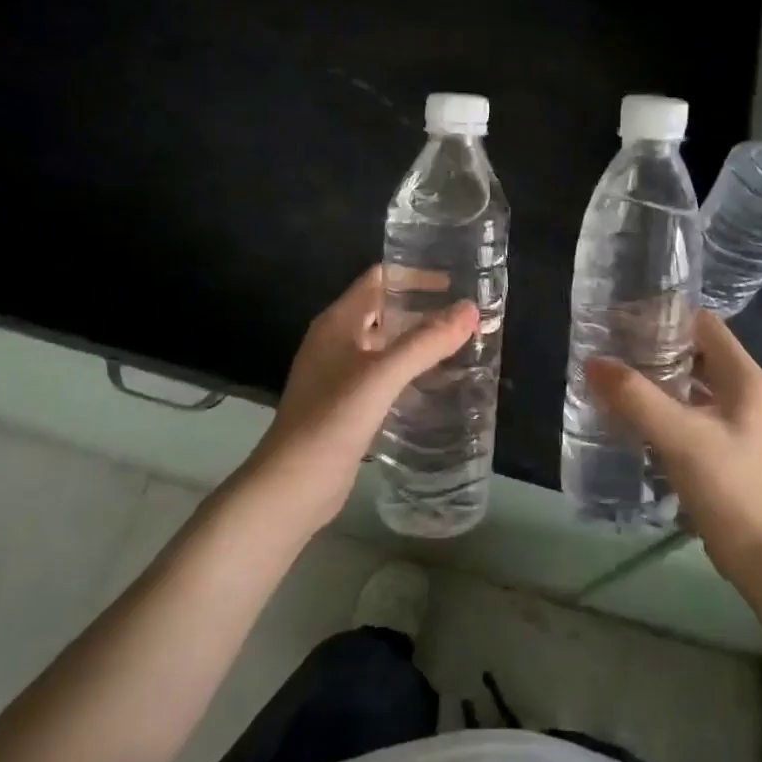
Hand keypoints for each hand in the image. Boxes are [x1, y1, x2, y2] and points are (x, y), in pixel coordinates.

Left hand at [242, 266, 479, 534]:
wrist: (291, 487)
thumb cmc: (331, 420)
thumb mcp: (382, 376)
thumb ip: (426, 341)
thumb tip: (470, 309)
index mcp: (338, 322)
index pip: (379, 278)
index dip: (414, 273)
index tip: (456, 279)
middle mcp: (336, 341)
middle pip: (384, 310)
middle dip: (423, 308)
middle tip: (467, 314)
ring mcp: (339, 374)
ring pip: (386, 345)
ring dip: (418, 341)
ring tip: (462, 344)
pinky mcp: (347, 405)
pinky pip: (384, 375)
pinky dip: (410, 372)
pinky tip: (438, 383)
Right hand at [587, 310, 761, 592]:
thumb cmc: (732, 488)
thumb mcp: (680, 437)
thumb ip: (635, 397)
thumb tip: (593, 362)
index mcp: (742, 376)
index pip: (701, 323)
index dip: (664, 315)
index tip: (621, 318)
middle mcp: (741, 391)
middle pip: (692, 351)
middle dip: (651, 347)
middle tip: (607, 347)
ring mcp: (733, 421)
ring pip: (687, 384)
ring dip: (652, 379)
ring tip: (610, 378)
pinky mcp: (721, 448)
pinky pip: (685, 413)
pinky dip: (658, 408)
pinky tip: (627, 417)